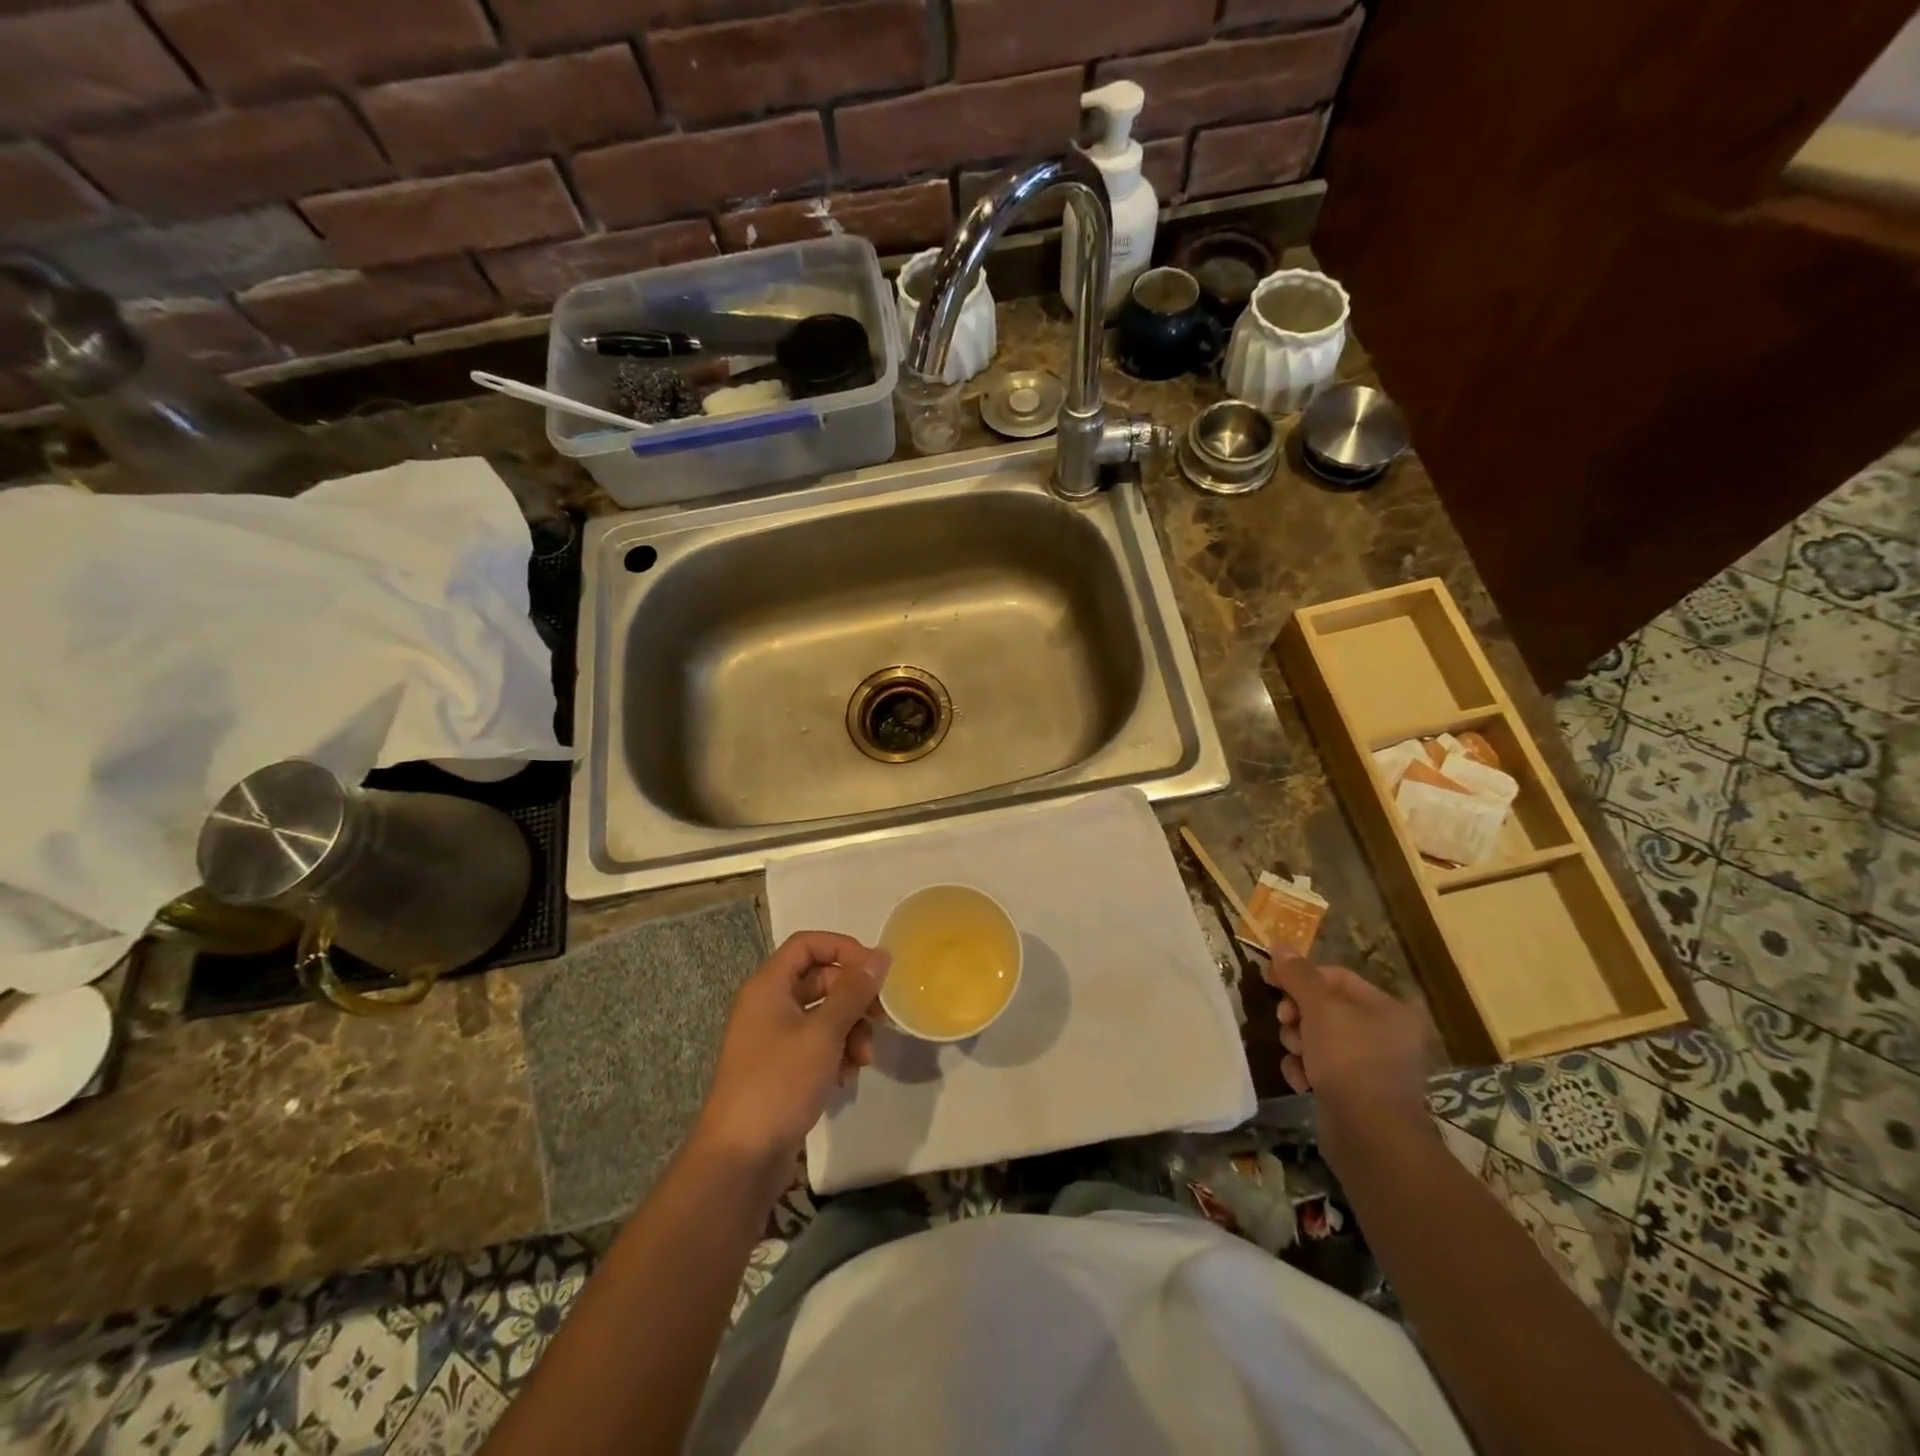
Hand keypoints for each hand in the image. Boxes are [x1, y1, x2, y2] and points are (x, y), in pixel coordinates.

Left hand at [695, 931, 889, 1170]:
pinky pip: (816, 1045)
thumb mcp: (823, 1033)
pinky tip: (847, 1078)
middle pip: (820, 980)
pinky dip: (836, 1054)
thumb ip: (854, 992)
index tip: (875, 971)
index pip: (808, 944)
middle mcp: (768, 1005)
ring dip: (850, 1031)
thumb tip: (881, 955)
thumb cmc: (779, 1083)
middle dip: (854, 999)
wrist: (739, 1158)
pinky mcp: (781, 1068)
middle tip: (881, 1017)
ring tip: (863, 1060)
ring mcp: (773, 1038)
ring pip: (823, 1015)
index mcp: (769, 986)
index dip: (843, 949)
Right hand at [1265, 955, 1430, 1166]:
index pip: (1336, 976)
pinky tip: (1301, 1081)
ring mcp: (1371, 1066)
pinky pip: (1321, 1067)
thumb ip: (1298, 975)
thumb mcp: (1320, 1008)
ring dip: (1298, 1043)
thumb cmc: (1350, 1060)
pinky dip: (1305, 1070)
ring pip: (1318, 1038)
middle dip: (1298, 1014)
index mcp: (1387, 1009)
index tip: (1270, 981)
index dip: (1301, 976)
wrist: (1369, 1135)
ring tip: (1297, 1057)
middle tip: (1285, 1022)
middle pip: (1325, 1007)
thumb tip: (1280, 945)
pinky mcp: (1355, 1093)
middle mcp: (1385, 1034)